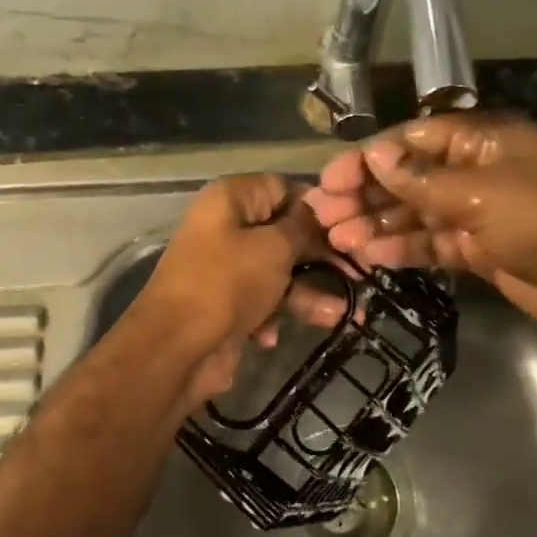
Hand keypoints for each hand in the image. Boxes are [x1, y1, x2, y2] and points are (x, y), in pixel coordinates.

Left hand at [135, 174, 343, 402]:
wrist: (177, 348)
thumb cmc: (228, 283)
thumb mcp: (274, 248)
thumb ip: (303, 227)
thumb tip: (319, 209)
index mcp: (231, 200)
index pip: (283, 188)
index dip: (317, 208)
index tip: (350, 229)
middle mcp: (225, 228)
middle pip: (284, 234)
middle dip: (320, 258)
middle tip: (359, 274)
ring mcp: (224, 268)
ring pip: (278, 273)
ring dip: (308, 294)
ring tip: (343, 315)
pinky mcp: (225, 305)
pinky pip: (261, 302)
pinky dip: (274, 316)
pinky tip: (274, 336)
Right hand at [303, 114, 536, 343]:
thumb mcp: (481, 194)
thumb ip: (422, 181)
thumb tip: (375, 156)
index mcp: (483, 141)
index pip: (413, 141)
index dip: (369, 159)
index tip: (330, 181)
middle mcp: (478, 172)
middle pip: (409, 179)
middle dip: (366, 196)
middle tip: (323, 217)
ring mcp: (480, 214)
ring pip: (416, 215)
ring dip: (377, 226)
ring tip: (337, 242)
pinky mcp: (482, 251)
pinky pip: (433, 245)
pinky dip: (403, 251)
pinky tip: (369, 258)